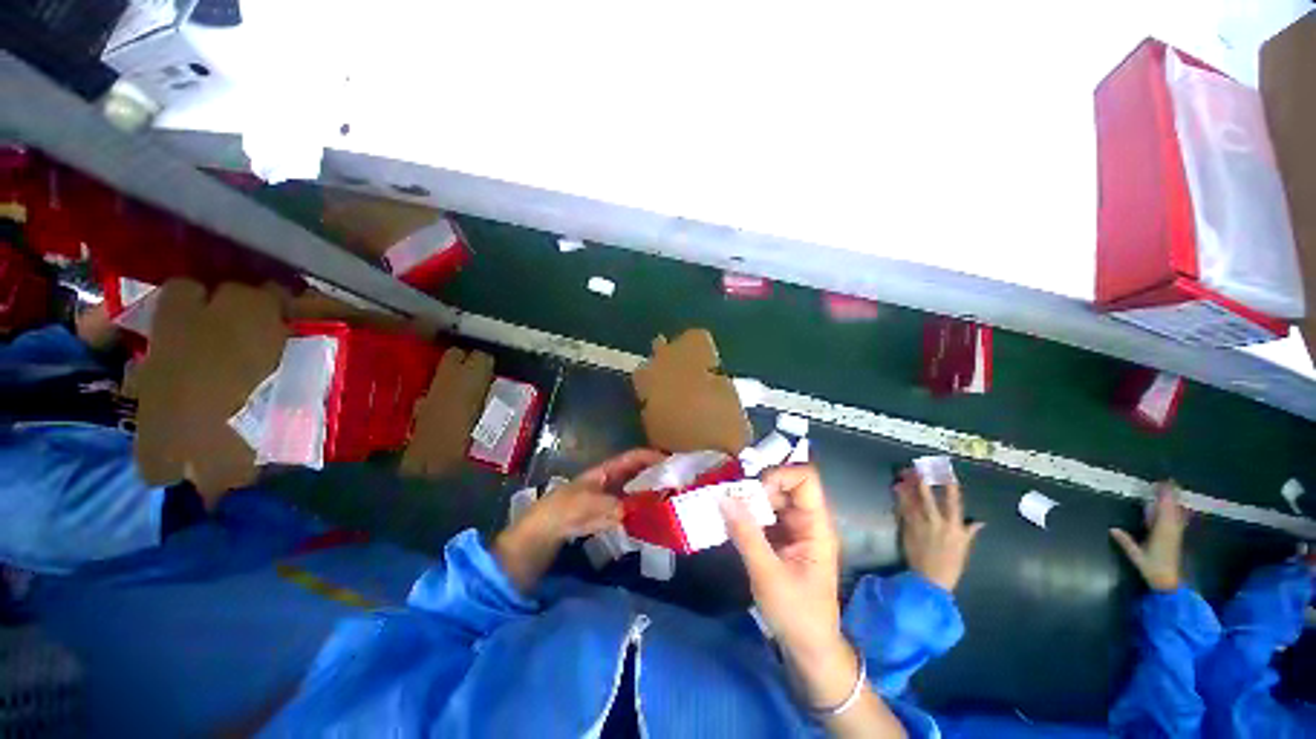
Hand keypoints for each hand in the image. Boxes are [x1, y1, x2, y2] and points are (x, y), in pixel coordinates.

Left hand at [494, 448, 664, 591]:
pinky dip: (643, 513)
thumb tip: (630, 510)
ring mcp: (609, 499)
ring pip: (636, 492)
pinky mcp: (607, 516)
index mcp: (605, 471)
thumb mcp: (583, 505)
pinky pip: (631, 511)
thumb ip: (608, 506)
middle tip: (679, 484)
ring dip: (652, 494)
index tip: (673, 462)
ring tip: (672, 501)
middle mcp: (610, 481)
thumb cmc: (560, 510)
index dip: (652, 456)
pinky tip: (654, 521)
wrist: (540, 535)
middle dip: (657, 475)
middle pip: (638, 473)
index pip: (633, 458)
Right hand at [722, 465, 842, 661]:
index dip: (780, 475)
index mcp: (816, 526)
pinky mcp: (782, 539)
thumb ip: (746, 534)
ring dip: (750, 500)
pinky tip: (731, 521)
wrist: (809, 649)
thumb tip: (724, 498)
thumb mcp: (768, 575)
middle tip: (731, 500)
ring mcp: (795, 530)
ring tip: (726, 508)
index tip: (754, 492)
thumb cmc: (797, 614)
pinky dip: (748, 514)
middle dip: (758, 487)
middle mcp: (808, 521)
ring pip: (773, 499)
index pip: (806, 479)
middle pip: (786, 485)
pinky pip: (765, 515)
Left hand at [894, 468, 984, 591]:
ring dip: (908, 487)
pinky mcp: (907, 529)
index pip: (954, 503)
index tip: (948, 473)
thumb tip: (980, 522)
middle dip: (924, 482)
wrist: (930, 580)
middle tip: (920, 468)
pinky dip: (899, 499)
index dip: (951, 487)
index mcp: (954, 528)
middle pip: (929, 498)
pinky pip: (902, 510)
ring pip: (912, 501)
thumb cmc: (950, 565)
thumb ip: (969, 533)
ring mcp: (920, 525)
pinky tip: (896, 489)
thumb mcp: (963, 549)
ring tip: (904, 474)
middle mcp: (936, 524)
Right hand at [1110, 481, 1187, 591]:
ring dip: (1175, 500)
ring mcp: (1175, 533)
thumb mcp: (1137, 556)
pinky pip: (1179, 520)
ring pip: (1178, 513)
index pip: (1164, 509)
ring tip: (1173, 489)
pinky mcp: (1176, 537)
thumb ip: (1126, 542)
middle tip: (1168, 480)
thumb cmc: (1152, 568)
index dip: (1163, 496)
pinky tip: (1179, 507)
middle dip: (1171, 494)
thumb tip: (1112, 529)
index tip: (1160, 483)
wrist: (1169, 582)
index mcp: (1162, 531)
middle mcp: (1171, 529)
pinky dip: (1179, 510)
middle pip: (1173, 508)